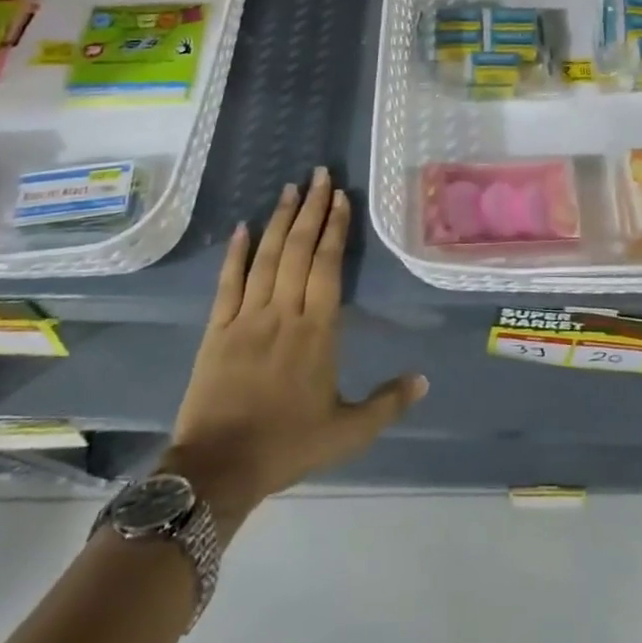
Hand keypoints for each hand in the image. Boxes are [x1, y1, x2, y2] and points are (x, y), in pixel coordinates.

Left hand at [163, 169, 426, 532]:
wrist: (219, 469)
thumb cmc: (287, 446)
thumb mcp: (348, 432)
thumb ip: (388, 403)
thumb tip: (425, 379)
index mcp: (317, 331)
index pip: (327, 265)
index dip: (334, 228)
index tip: (340, 197)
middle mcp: (283, 312)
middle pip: (299, 250)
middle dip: (311, 208)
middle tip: (319, 173)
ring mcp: (246, 317)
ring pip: (266, 257)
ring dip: (279, 220)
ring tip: (290, 188)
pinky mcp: (216, 329)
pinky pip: (227, 282)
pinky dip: (235, 253)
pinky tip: (242, 227)